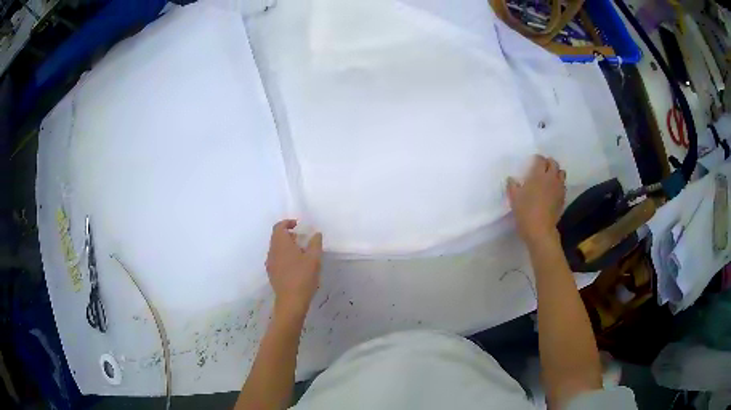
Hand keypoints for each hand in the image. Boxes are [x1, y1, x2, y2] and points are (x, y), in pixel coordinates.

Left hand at [265, 220, 322, 315]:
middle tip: (301, 238)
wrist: (291, 301)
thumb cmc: (303, 277)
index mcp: (281, 244)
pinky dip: (284, 255)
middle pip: (276, 237)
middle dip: (288, 234)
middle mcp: (272, 251)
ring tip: (300, 252)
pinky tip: (295, 265)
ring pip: (276, 248)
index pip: (279, 227)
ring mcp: (270, 263)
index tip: (298, 225)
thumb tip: (316, 234)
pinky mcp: (272, 273)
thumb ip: (315, 243)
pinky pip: (276, 258)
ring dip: (286, 246)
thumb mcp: (314, 259)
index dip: (287, 223)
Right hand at [507, 155, 565, 244]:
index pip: (540, 160)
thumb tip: (511, 179)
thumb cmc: (525, 212)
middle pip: (553, 163)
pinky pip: (563, 185)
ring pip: (561, 173)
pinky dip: (559, 184)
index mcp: (538, 175)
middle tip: (542, 168)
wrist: (540, 230)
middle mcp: (551, 178)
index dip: (537, 159)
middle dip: (548, 163)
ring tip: (550, 177)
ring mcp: (558, 188)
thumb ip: (512, 186)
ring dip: (556, 172)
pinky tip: (553, 190)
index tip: (533, 162)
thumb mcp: (514, 199)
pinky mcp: (563, 198)